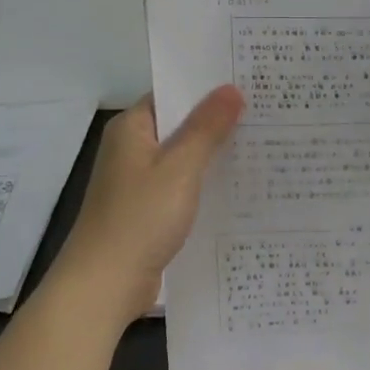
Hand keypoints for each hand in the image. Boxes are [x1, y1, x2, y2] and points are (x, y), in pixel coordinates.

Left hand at [51, 86, 244, 321]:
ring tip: (264, 144)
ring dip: (214, 155)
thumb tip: (231, 88)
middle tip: (266, 111)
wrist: (103, 288)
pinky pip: (182, 186)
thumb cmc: (139, 218)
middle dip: (218, 122)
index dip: (208, 87)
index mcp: (132, 127)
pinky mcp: (147, 211)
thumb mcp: (180, 168)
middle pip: (180, 125)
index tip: (248, 81)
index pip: (173, 93)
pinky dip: (205, 184)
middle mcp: (132, 148)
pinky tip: (240, 187)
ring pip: (184, 158)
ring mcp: (138, 182)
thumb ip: (207, 127)